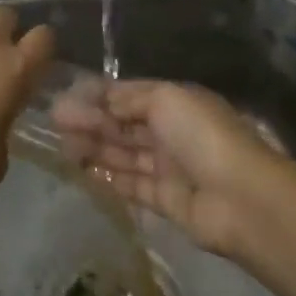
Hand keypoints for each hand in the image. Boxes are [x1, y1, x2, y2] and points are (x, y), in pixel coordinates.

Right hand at [53, 79, 278, 256]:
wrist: (241, 198)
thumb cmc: (201, 135)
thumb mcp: (165, 99)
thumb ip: (128, 99)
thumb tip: (100, 100)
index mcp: (175, 102)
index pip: (130, 94)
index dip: (99, 95)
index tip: (66, 96)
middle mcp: (171, 132)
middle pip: (124, 124)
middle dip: (91, 121)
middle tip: (55, 122)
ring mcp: (169, 167)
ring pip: (124, 154)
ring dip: (94, 148)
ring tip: (62, 146)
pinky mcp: (165, 200)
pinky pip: (131, 185)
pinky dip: (108, 177)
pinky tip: (82, 171)